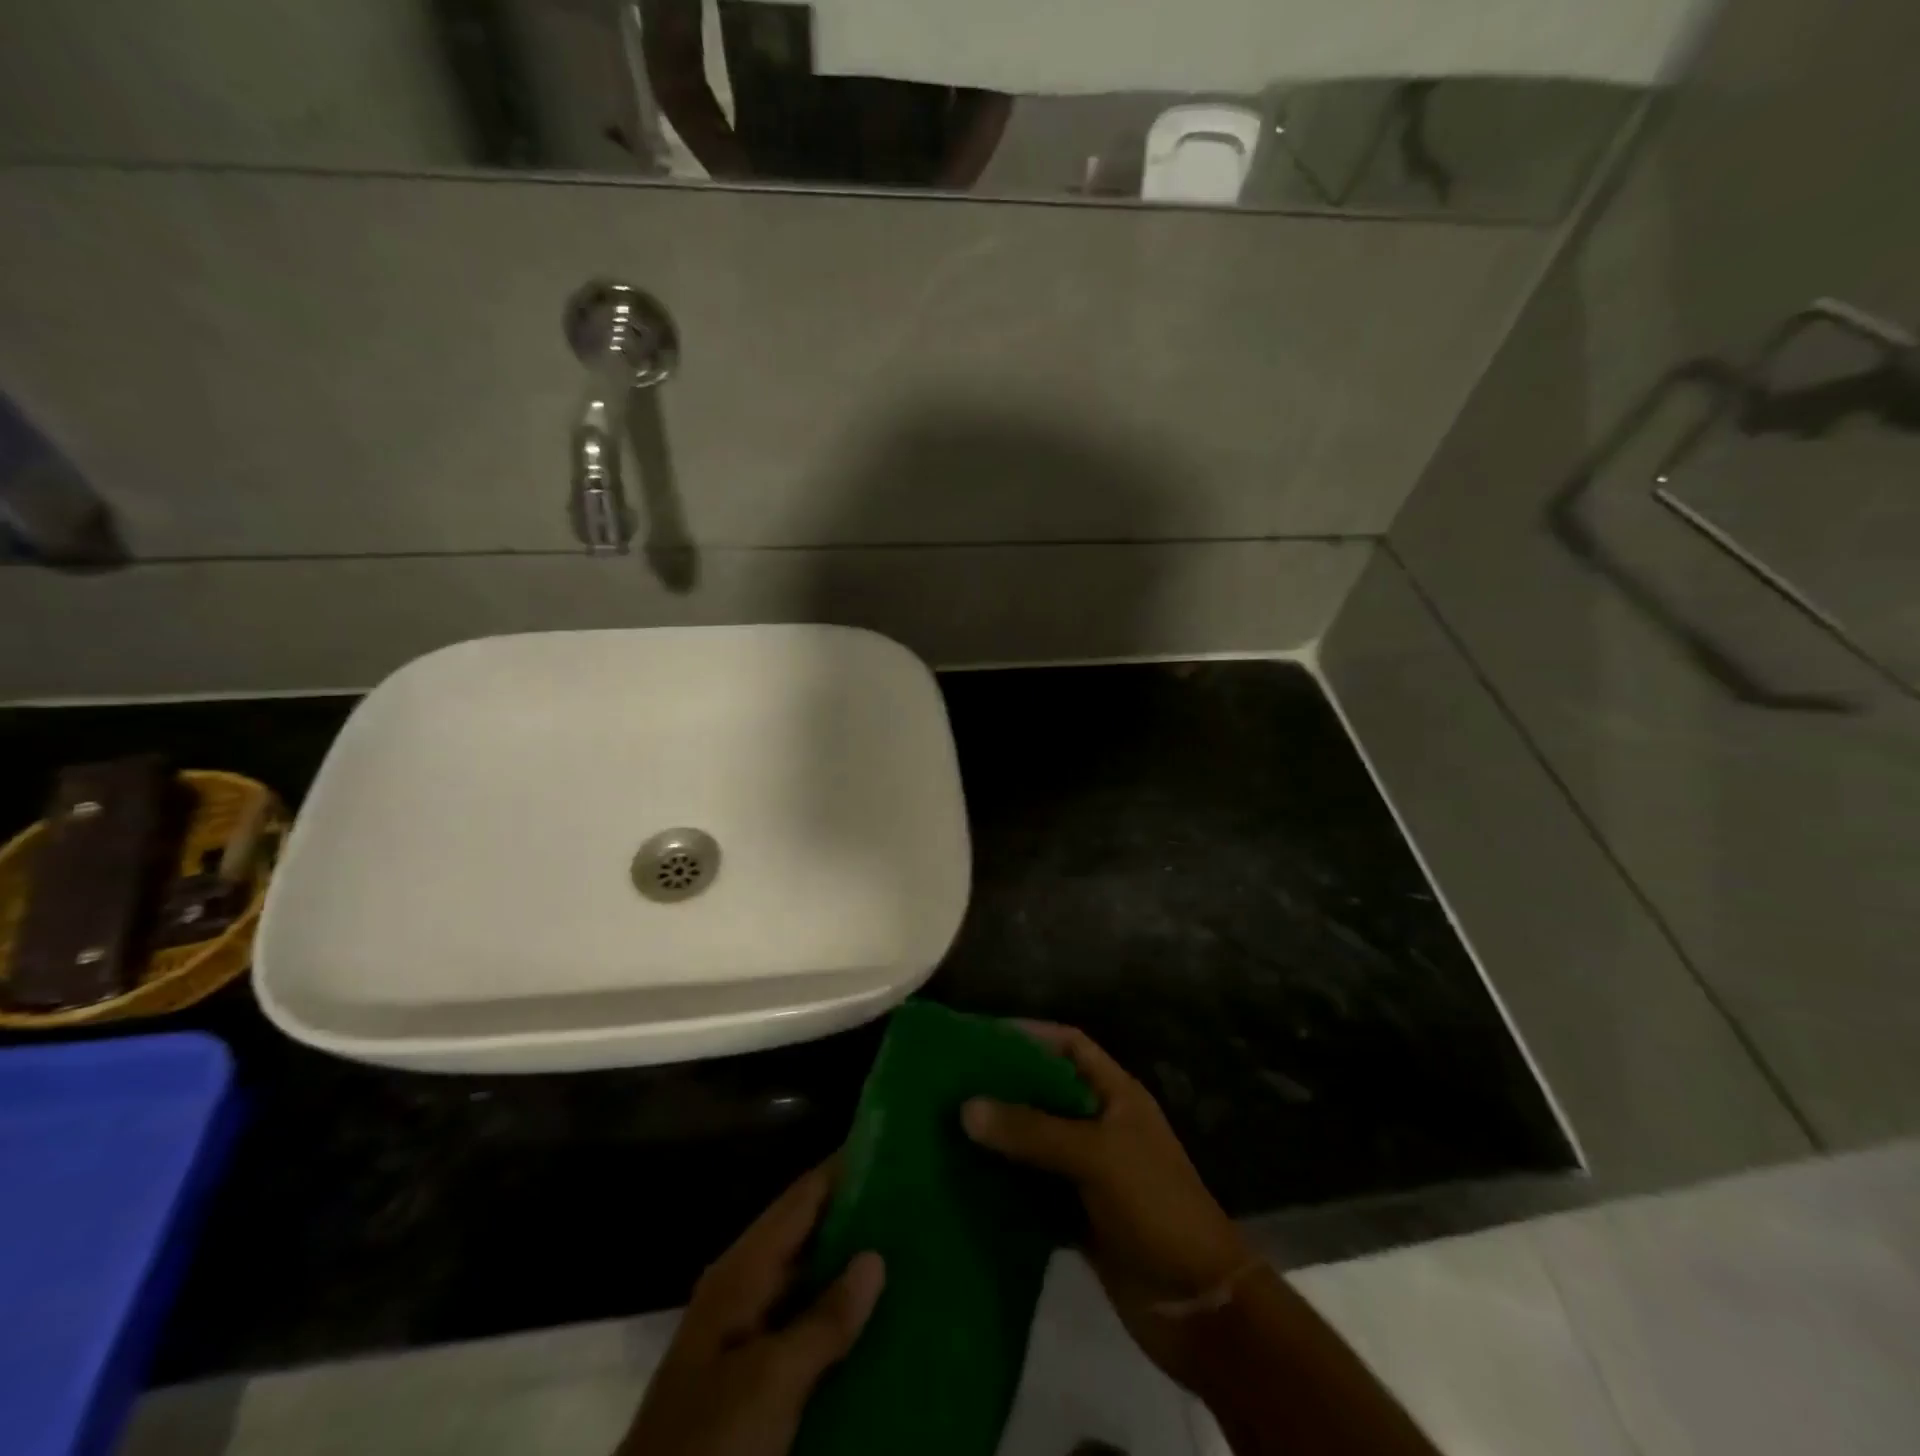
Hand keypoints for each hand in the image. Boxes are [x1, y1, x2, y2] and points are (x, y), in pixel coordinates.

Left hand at [620, 1165, 884, 1455]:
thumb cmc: (710, 1440)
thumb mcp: (771, 1381)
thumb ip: (825, 1318)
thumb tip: (876, 1256)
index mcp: (742, 1271)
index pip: (801, 1198)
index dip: (843, 1170)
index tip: (892, 1149)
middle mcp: (745, 1289)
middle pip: (807, 1235)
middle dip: (857, 1218)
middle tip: (915, 1203)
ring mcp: (748, 1334)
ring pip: (810, 1283)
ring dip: (852, 1270)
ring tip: (911, 1252)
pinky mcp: (755, 1376)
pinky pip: (807, 1328)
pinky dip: (840, 1318)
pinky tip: (880, 1322)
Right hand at [962, 1023, 1250, 1391]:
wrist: (1200, 1306)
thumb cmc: (1155, 1207)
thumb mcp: (1096, 1156)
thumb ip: (1032, 1130)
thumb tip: (966, 1107)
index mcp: (1116, 1095)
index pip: (1069, 1045)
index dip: (1030, 1035)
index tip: (980, 1036)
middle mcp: (1101, 1125)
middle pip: (1046, 1093)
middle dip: (1004, 1087)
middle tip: (950, 1084)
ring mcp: (1090, 1173)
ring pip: (1036, 1143)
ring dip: (1000, 1139)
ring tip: (946, 1129)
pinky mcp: (1079, 1217)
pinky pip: (1034, 1192)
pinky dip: (1005, 1187)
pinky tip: (966, 1184)